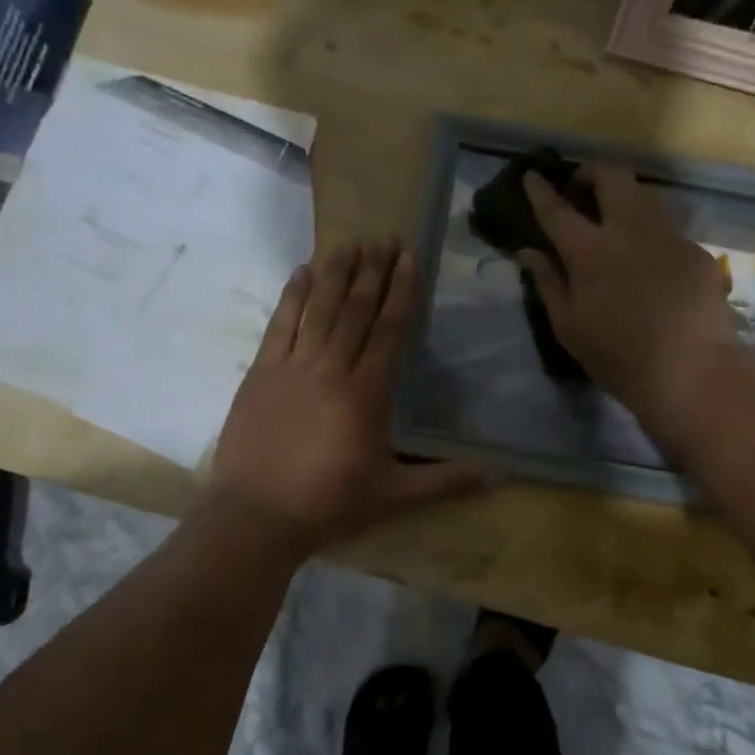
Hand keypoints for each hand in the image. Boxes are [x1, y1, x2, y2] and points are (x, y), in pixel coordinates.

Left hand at [207, 239, 486, 550]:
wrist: (256, 516)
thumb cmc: (329, 505)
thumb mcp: (394, 496)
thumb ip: (446, 481)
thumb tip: (498, 475)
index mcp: (366, 393)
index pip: (389, 330)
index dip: (400, 292)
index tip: (408, 258)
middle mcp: (331, 368)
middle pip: (355, 310)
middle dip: (372, 271)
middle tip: (384, 237)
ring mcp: (292, 367)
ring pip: (319, 309)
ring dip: (336, 273)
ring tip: (349, 242)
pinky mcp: (261, 373)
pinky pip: (280, 324)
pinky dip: (292, 296)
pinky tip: (301, 271)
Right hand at [519, 165, 751, 449]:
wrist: (691, 371)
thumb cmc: (617, 356)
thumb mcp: (569, 326)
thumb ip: (548, 282)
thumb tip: (528, 252)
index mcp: (589, 251)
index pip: (557, 209)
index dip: (540, 189)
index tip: (532, 175)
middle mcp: (629, 230)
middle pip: (611, 176)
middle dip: (592, 171)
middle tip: (582, 187)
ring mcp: (668, 236)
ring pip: (645, 193)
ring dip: (624, 194)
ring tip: (616, 215)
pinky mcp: (696, 250)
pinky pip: (668, 227)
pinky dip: (651, 231)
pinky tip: (651, 257)